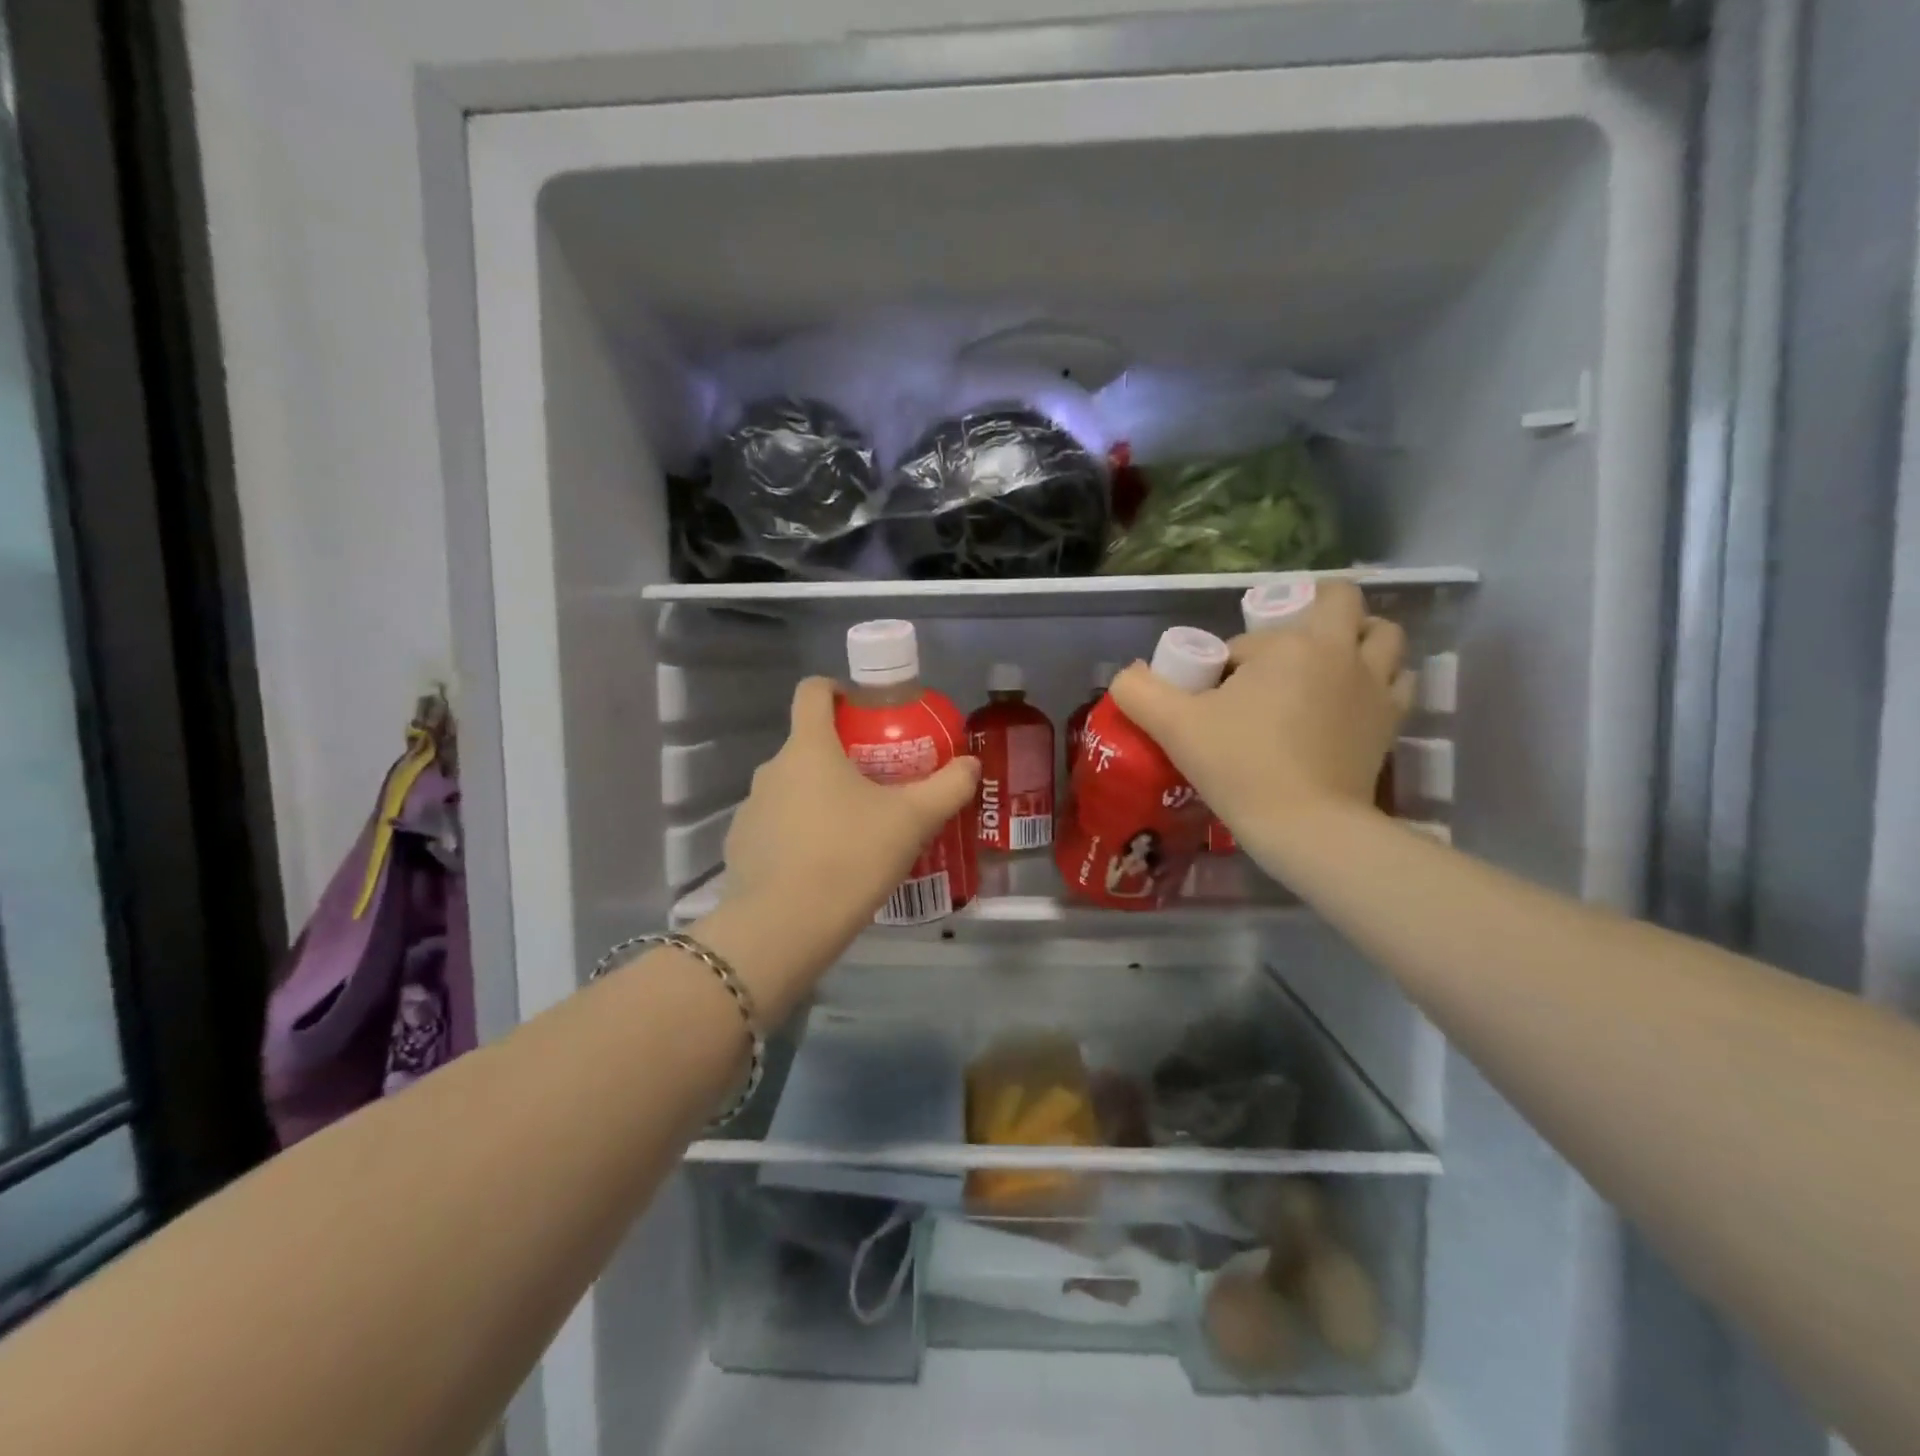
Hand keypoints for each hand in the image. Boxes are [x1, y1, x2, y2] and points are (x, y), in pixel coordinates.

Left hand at [714, 677, 978, 998]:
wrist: (783, 927)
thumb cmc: (850, 857)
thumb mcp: (912, 821)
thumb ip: (947, 787)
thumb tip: (972, 764)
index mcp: (808, 748)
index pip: (813, 691)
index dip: (839, 690)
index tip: (866, 711)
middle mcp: (771, 769)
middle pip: (808, 745)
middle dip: (844, 757)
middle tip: (880, 786)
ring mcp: (750, 808)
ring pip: (792, 788)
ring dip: (821, 798)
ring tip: (855, 833)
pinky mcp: (741, 846)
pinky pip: (776, 826)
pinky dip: (798, 834)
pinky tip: (823, 867)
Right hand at [1108, 581, 1412, 860]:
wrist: (1306, 827)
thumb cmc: (1240, 766)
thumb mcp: (1175, 727)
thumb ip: (1140, 692)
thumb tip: (1126, 675)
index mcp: (1290, 644)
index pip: (1250, 639)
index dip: (1228, 664)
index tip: (1216, 699)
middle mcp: (1341, 652)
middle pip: (1342, 602)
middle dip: (1314, 613)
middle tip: (1284, 650)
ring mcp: (1375, 686)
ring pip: (1384, 636)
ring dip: (1358, 639)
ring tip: (1327, 665)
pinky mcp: (1391, 723)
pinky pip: (1398, 681)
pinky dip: (1381, 679)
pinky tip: (1352, 700)